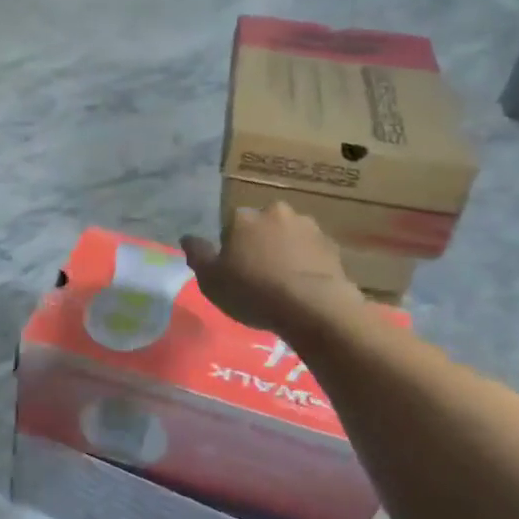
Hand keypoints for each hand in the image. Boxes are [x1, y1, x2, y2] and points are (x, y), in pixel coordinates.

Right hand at [181, 202, 363, 335]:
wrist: (313, 306)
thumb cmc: (253, 292)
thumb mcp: (211, 281)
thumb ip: (197, 255)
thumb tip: (187, 237)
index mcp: (243, 217)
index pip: (230, 225)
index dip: (231, 248)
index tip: (234, 270)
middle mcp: (275, 212)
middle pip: (262, 226)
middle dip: (260, 243)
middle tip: (260, 275)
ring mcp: (308, 226)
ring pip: (289, 236)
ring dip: (285, 251)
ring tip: (285, 282)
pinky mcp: (332, 245)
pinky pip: (311, 252)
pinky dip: (307, 263)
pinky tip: (304, 286)